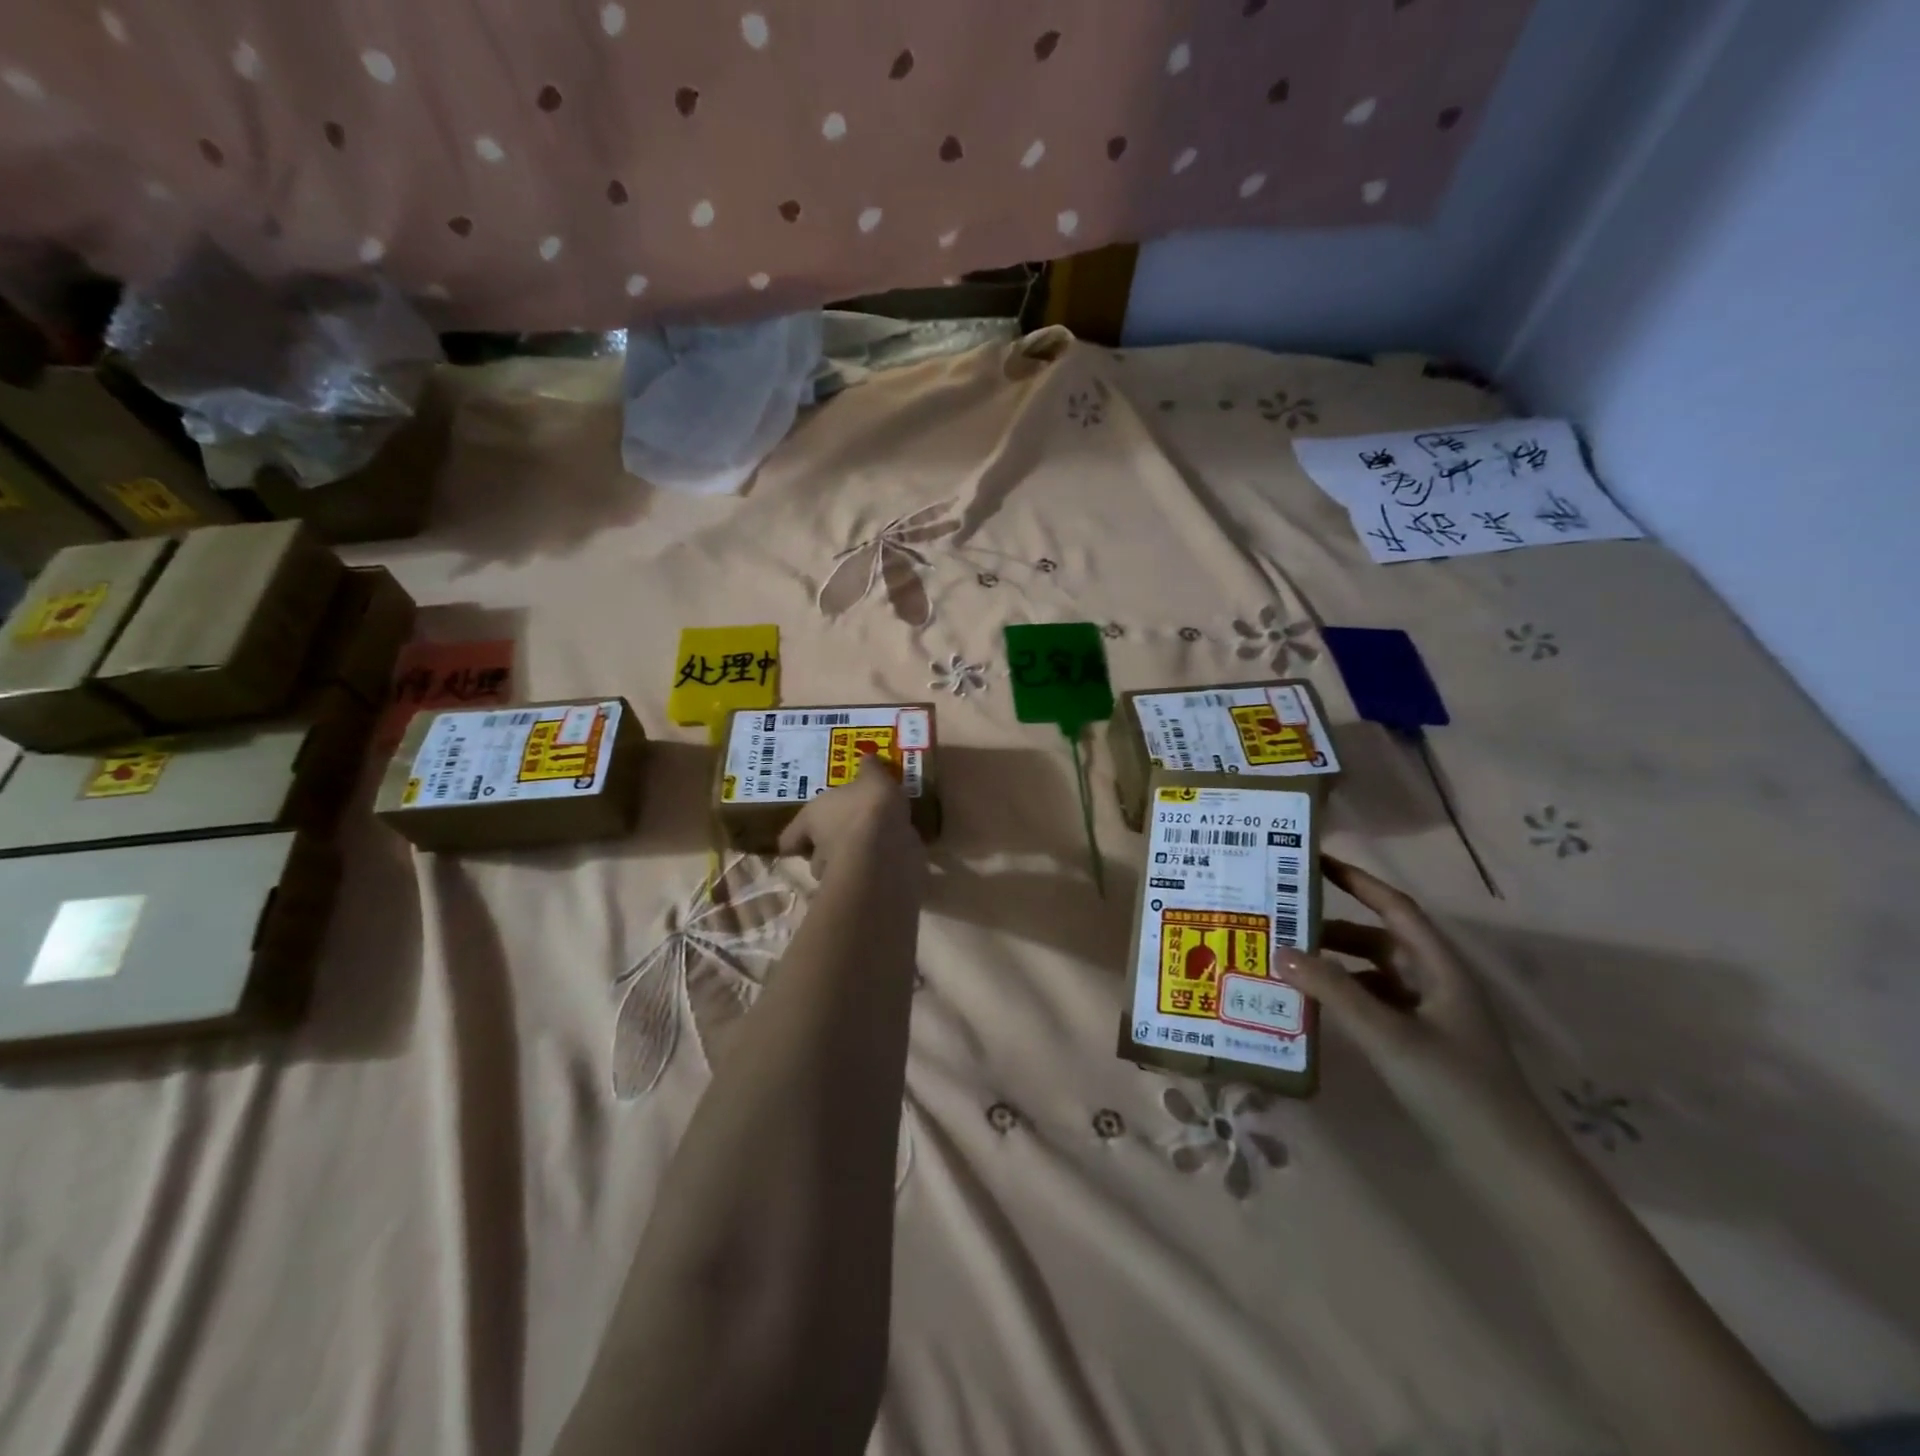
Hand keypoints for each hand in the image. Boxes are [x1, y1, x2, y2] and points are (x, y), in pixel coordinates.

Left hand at [777, 753, 924, 882]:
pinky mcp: (862, 887)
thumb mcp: (874, 777)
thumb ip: (870, 769)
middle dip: (827, 849)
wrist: (886, 848)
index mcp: (812, 817)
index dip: (795, 838)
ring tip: (870, 850)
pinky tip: (889, 861)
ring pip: (837, 870)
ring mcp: (839, 872)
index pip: (790, 837)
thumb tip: (866, 756)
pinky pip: (865, 877)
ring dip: (850, 862)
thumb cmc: (869, 806)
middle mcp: (819, 847)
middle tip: (846, 837)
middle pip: (814, 855)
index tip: (801, 841)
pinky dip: (874, 871)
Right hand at [1280, 857, 1537, 1137]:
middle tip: (1281, 922)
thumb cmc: (1457, 1090)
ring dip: (1333, 966)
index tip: (1313, 861)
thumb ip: (1335, 992)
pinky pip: (1371, 1005)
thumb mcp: (1390, 1036)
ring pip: (1371, 974)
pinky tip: (1312, 1007)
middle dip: (1331, 929)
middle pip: (1377, 940)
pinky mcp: (1418, 1045)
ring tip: (1286, 965)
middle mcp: (1434, 982)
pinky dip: (1341, 998)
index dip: (1357, 881)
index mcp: (1440, 968)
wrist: (1510, 1171)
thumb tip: (1280, 951)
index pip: (1395, 907)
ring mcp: (1428, 1016)